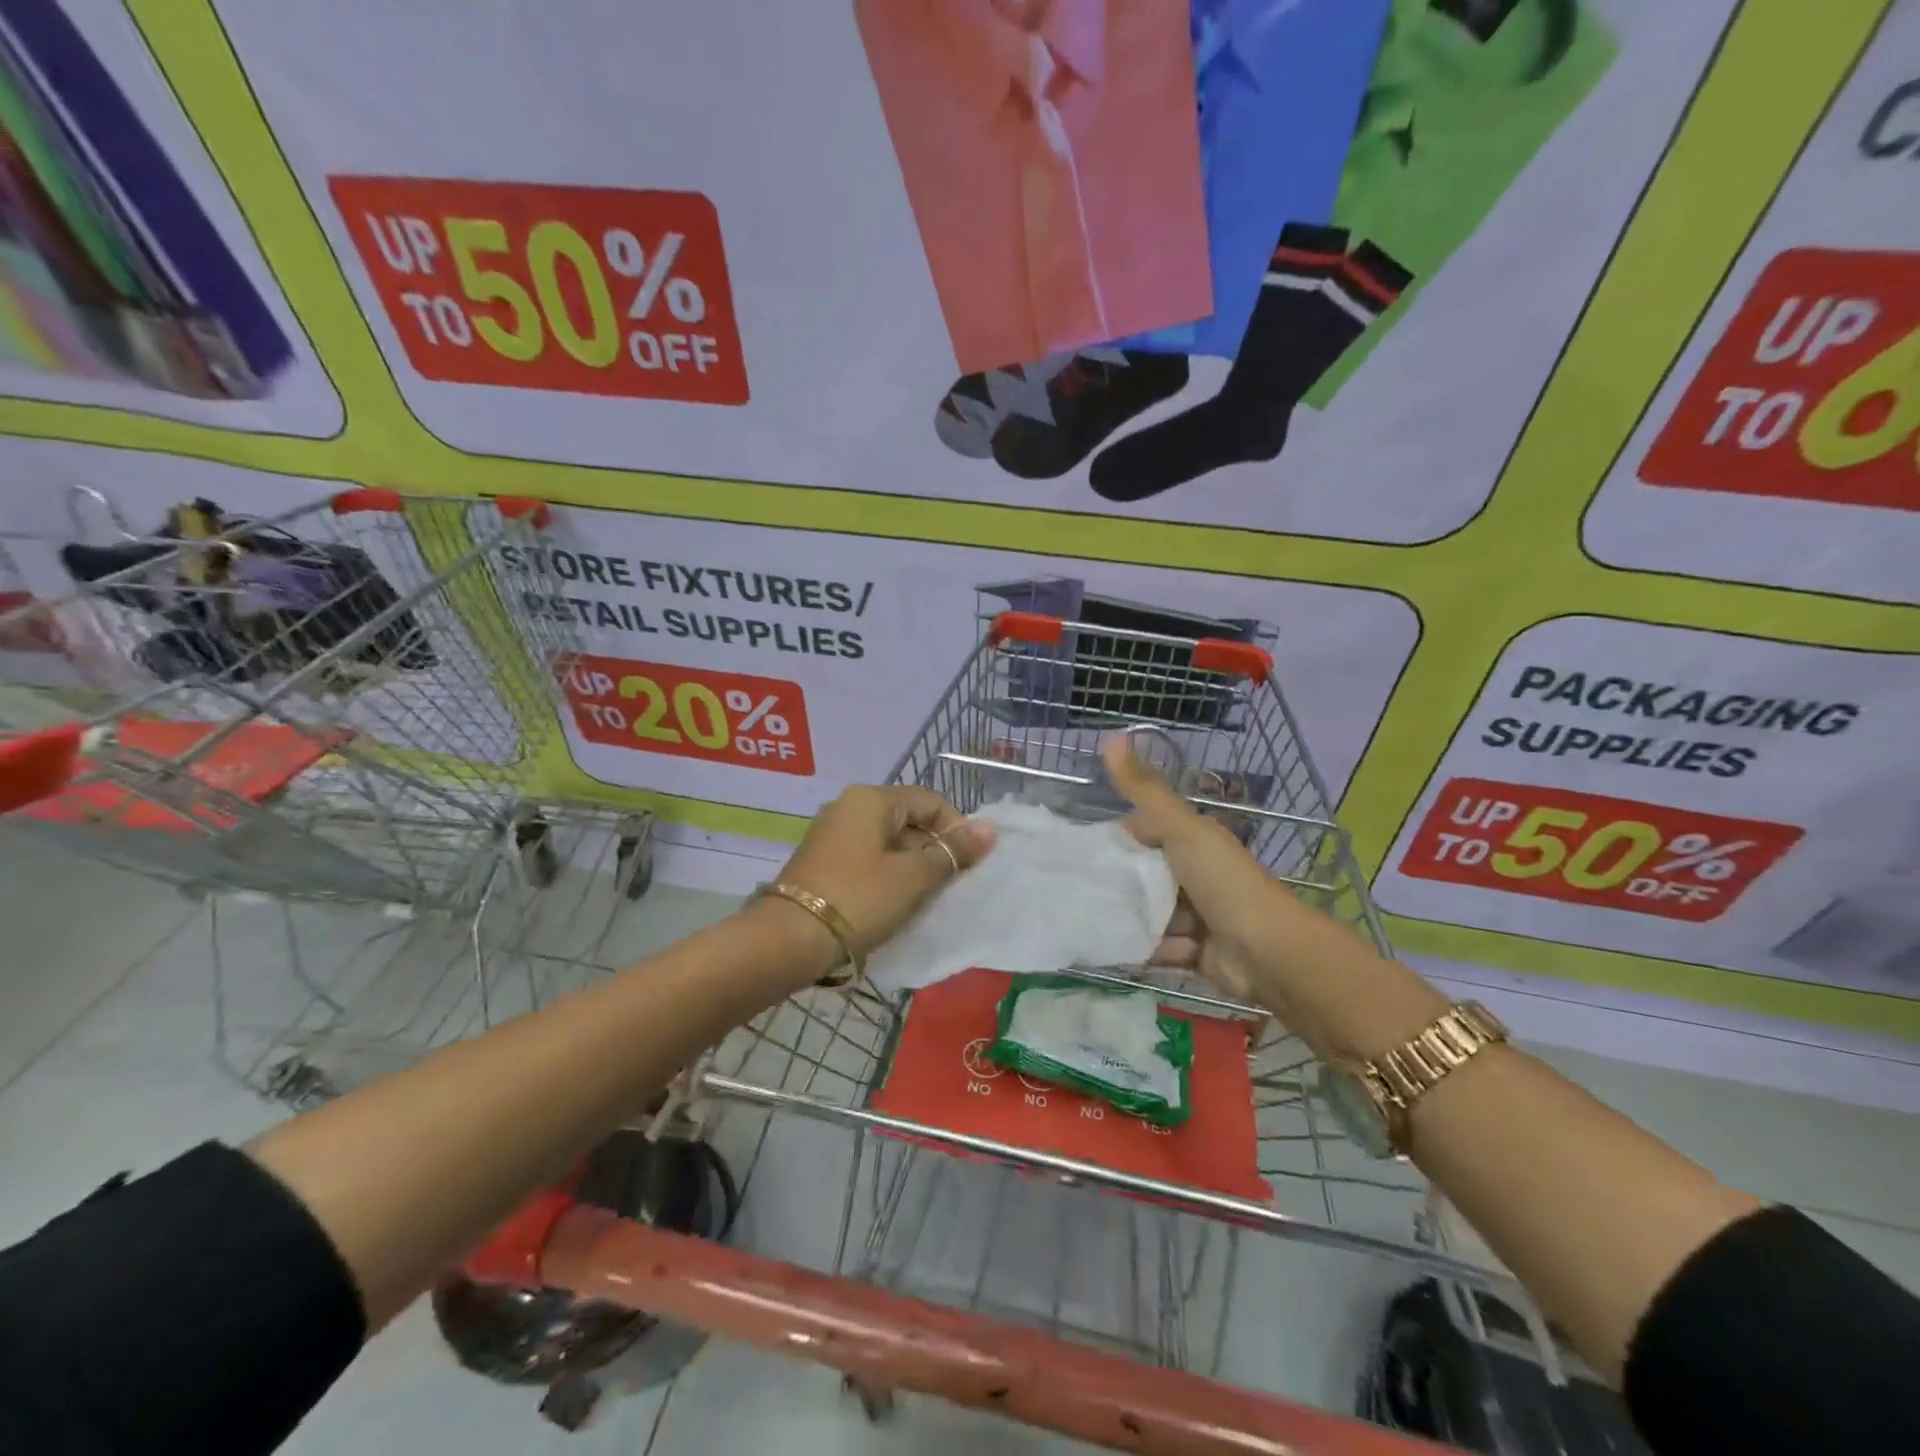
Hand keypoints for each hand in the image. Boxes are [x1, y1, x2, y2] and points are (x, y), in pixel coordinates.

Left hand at [775, 784, 994, 966]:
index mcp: (870, 799)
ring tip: (926, 900)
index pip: (929, 801)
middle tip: (951, 886)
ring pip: (888, 844)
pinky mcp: (822, 864)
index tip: (970, 864)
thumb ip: (952, 852)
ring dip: (913, 868)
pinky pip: (868, 861)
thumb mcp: (913, 877)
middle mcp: (848, 808)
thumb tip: (988, 830)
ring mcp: (831, 836)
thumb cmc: (859, 899)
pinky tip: (896, 905)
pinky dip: (888, 878)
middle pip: (908, 820)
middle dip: (934, 850)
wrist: (788, 941)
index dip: (956, 829)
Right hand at [1102, 735, 1278, 1002]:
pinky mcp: (1195, 950)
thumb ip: (1145, 790)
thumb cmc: (1223, 882)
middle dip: (1120, 883)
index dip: (1119, 838)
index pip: (1147, 832)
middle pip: (1146, 875)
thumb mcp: (1181, 828)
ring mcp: (1197, 915)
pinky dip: (1152, 949)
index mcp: (1195, 841)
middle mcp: (1196, 874)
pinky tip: (1134, 949)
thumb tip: (1113, 736)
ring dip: (1133, 919)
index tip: (1084, 849)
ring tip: (1099, 921)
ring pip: (1150, 912)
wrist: (1268, 953)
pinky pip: (1160, 946)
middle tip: (1080, 890)